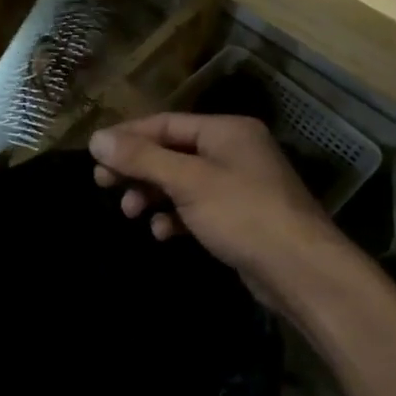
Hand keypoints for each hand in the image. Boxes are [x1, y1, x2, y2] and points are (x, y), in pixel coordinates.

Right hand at [90, 113, 344, 306]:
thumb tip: (97, 139)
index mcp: (226, 130)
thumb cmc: (243, 214)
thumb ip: (142, 158)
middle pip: (172, 151)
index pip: (165, 123)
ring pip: (182, 181)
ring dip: (153, 193)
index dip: (127, 137)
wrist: (301, 272)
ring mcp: (238, 184)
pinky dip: (175, 216)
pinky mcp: (239, 216)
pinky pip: (197, 207)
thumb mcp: (187, 181)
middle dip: (138, 168)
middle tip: (103, 183)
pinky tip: (161, 232)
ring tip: (130, 212)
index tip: (94, 154)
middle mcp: (233, 150)